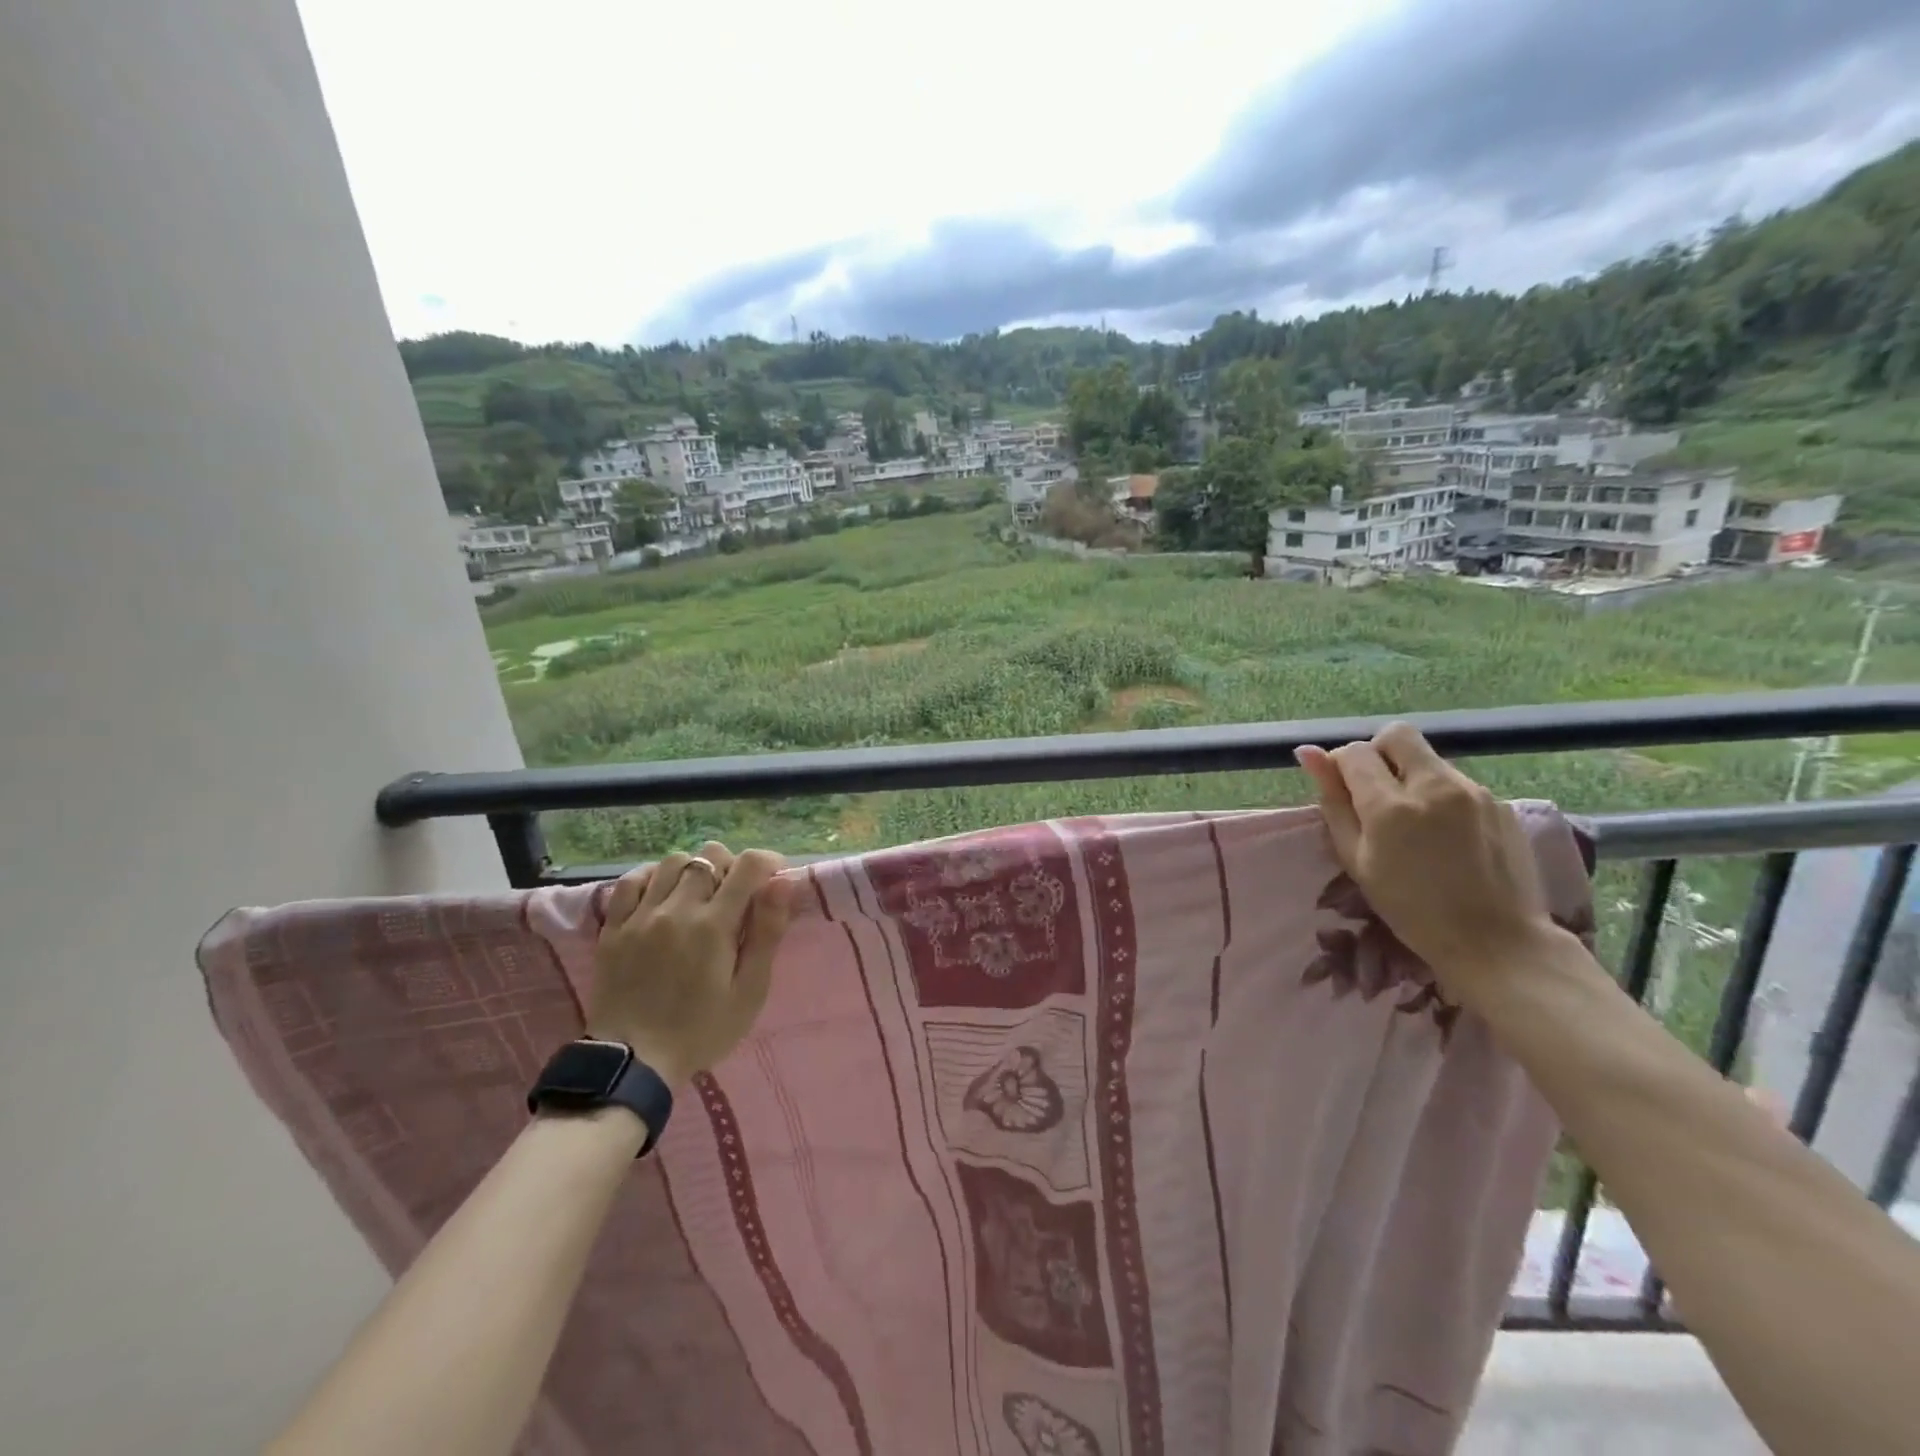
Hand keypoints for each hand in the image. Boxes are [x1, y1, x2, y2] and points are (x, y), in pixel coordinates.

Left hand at [587, 842, 792, 1089]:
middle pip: (710, 855)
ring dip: (693, 870)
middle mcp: (677, 908)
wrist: (632, 1062)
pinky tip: (662, 896)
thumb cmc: (702, 1030)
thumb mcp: (749, 991)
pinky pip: (631, 880)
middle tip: (737, 896)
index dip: (767, 861)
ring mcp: (641, 915)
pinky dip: (652, 877)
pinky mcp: (614, 927)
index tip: (774, 879)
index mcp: (714, 924)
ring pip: (672, 861)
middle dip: (731, 866)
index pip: (748, 864)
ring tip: (699, 896)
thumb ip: (768, 932)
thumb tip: (783, 881)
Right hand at [1295, 723, 1563, 1001]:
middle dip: (1378, 754)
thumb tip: (1308, 753)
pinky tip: (1446, 835)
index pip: (1354, 752)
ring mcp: (1473, 791)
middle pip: (1396, 735)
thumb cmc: (1410, 908)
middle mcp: (1434, 785)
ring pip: (1428, 758)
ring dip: (1410, 776)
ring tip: (1415, 824)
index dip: (1340, 766)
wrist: (1496, 941)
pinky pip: (1456, 781)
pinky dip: (1440, 795)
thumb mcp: (1357, 859)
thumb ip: (1333, 802)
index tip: (1343, 791)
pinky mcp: (1499, 802)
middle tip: (1377, 793)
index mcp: (1391, 806)